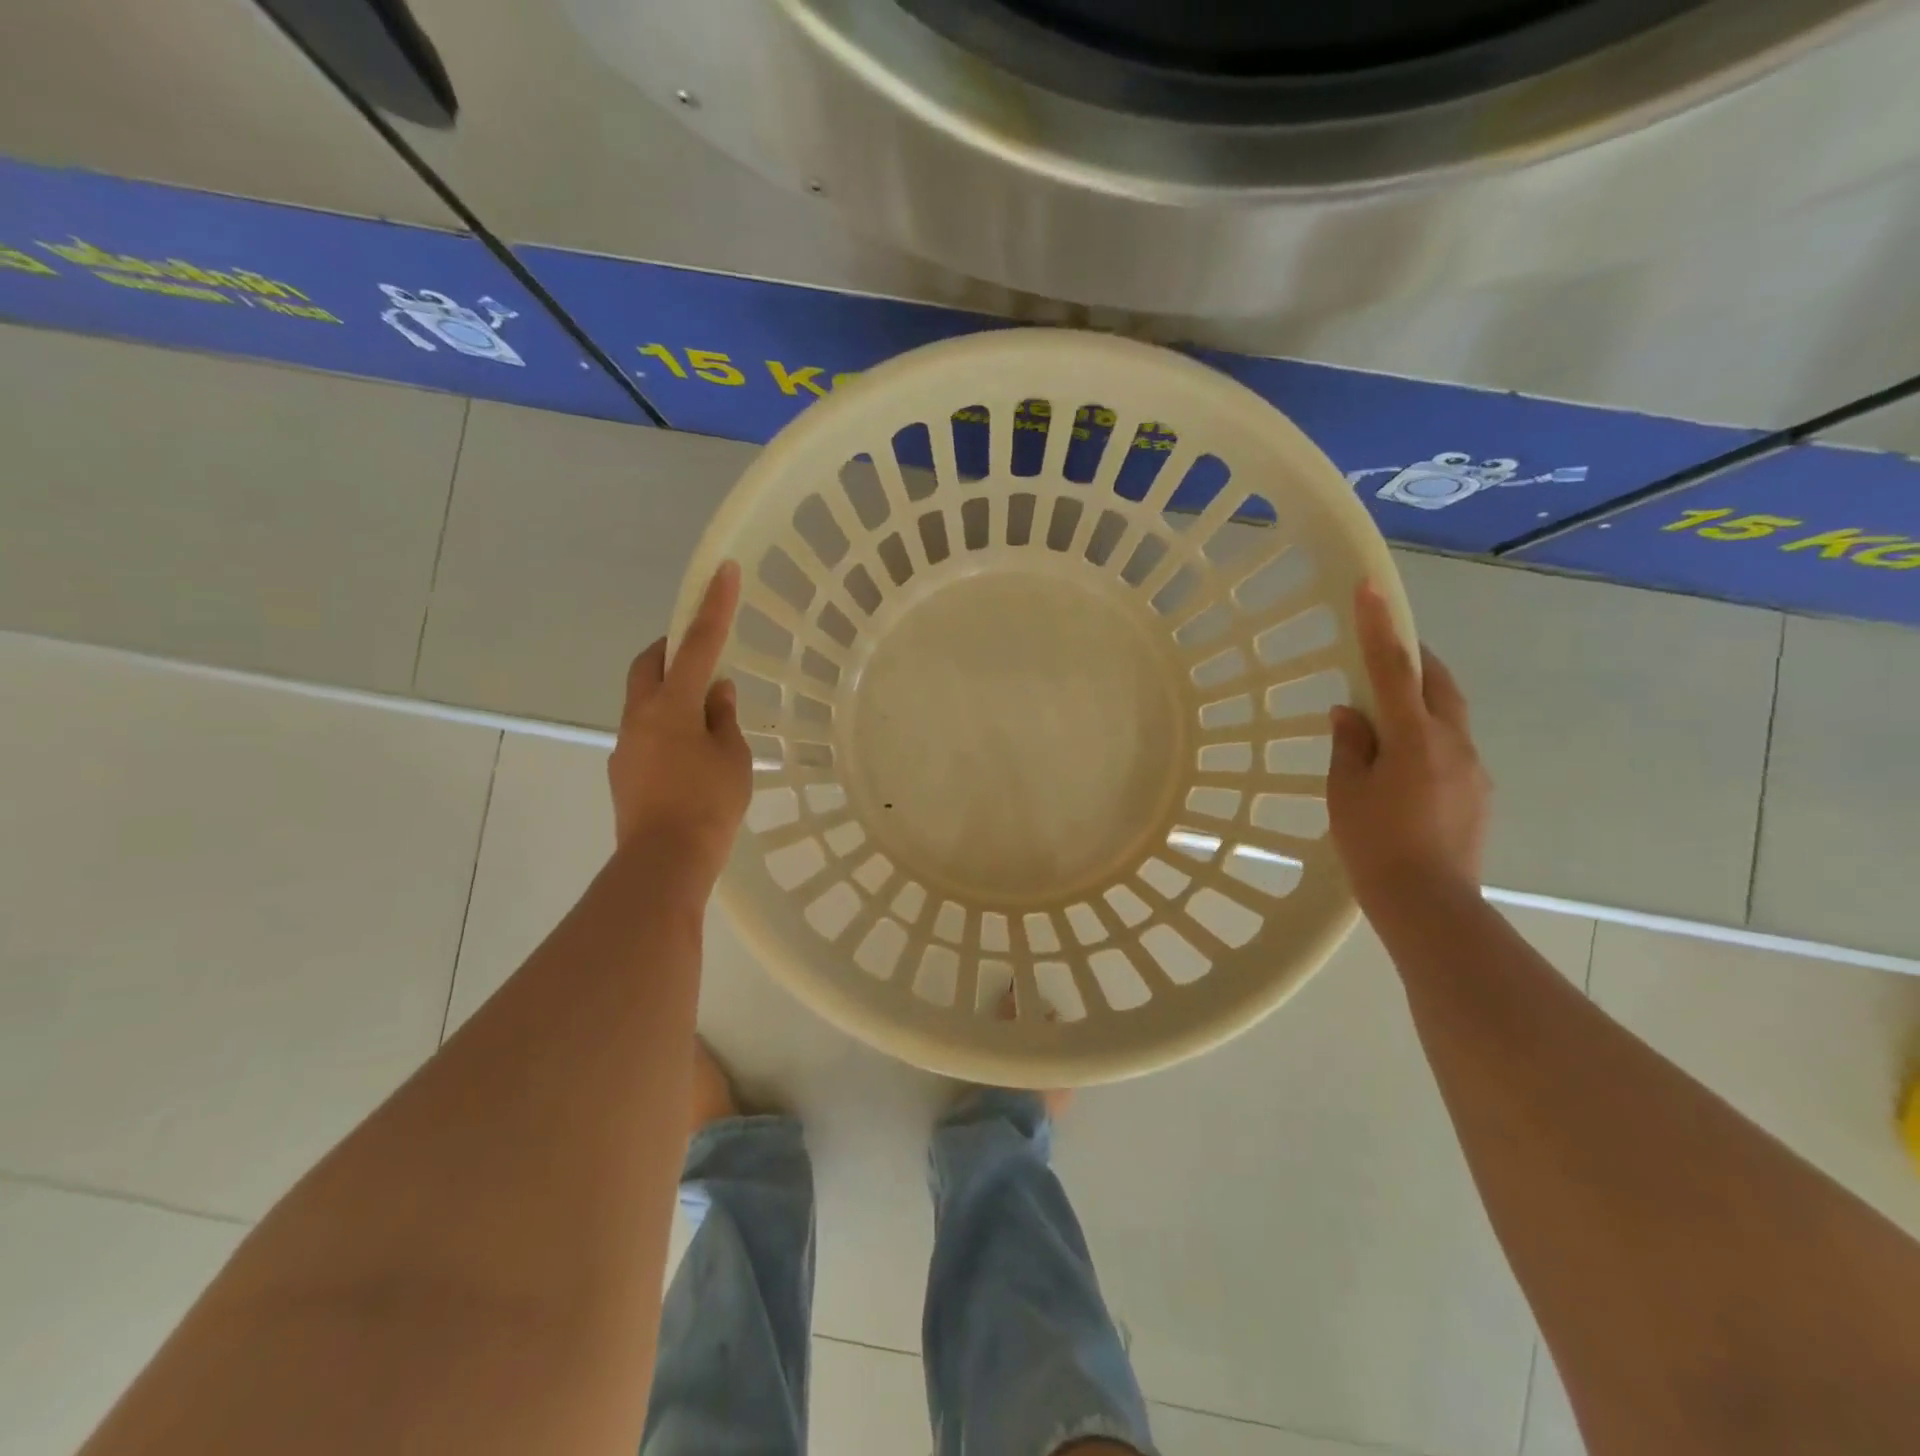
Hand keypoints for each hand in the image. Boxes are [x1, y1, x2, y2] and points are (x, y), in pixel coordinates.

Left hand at [607, 561, 752, 886]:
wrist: (663, 863)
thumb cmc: (708, 804)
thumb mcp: (733, 757)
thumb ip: (724, 718)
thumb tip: (716, 692)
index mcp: (672, 705)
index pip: (697, 644)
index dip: (713, 606)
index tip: (722, 572)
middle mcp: (640, 715)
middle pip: (650, 664)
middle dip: (672, 648)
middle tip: (701, 654)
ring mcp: (626, 744)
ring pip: (645, 699)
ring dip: (671, 693)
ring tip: (706, 719)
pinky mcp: (623, 770)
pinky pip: (645, 731)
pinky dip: (667, 726)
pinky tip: (689, 756)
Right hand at [1327, 582, 1490, 913]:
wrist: (1430, 905)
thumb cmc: (1374, 845)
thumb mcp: (1345, 791)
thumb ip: (1349, 745)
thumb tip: (1351, 713)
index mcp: (1415, 738)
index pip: (1394, 668)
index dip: (1379, 626)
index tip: (1370, 588)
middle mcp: (1454, 743)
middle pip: (1437, 683)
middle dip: (1413, 659)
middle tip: (1385, 652)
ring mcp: (1474, 768)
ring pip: (1447, 716)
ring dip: (1420, 703)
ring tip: (1385, 721)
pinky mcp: (1479, 793)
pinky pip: (1451, 747)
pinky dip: (1427, 738)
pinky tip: (1403, 767)